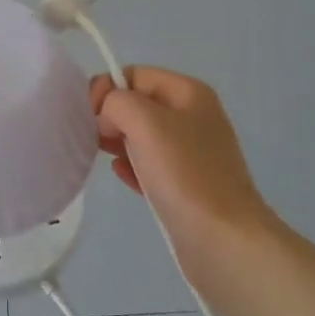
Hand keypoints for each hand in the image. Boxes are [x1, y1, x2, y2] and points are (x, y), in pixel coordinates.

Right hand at [91, 67, 278, 262]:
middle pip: (137, 104)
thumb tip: (108, 117)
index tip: (91, 118)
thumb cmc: (184, 174)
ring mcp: (192, 152)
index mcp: (188, 92)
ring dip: (118, 143)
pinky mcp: (186, 183)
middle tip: (97, 141)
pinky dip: (132, 167)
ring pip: (141, 135)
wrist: (223, 240)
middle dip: (110, 118)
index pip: (133, 74)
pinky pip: (150, 165)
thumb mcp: (145, 121)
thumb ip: (116, 102)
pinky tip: (124, 178)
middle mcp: (193, 116)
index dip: (106, 90)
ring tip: (108, 159)